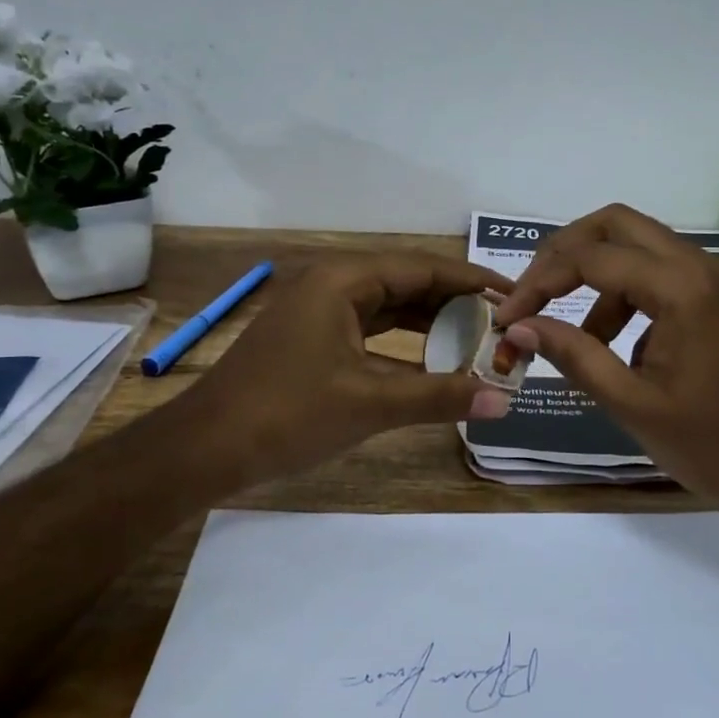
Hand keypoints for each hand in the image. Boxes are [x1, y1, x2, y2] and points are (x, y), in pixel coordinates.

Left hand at [185, 252, 514, 488]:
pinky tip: (431, 360)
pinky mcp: (312, 338)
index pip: (423, 268)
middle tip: (503, 324)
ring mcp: (319, 311)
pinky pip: (370, 329)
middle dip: (455, 303)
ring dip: (430, 323)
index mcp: (343, 280)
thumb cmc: (286, 415)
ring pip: (388, 307)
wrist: (204, 449)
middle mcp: (332, 284)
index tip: (514, 296)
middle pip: (408, 283)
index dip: (472, 281)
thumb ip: (439, 396)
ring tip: (478, 340)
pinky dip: (403, 342)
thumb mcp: (369, 403)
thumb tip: (503, 399)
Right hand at [492, 204, 718, 515]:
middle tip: (536, 293)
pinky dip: (636, 300)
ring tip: (585, 343)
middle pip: (619, 226)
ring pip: (646, 251)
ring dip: (603, 282)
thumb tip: (522, 326)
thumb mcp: (634, 405)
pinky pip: (672, 280)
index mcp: (682, 287)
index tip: (509, 317)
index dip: (539, 282)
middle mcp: (704, 268)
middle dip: (567, 253)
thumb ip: (574, 356)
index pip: (591, 258)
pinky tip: (630, 353)